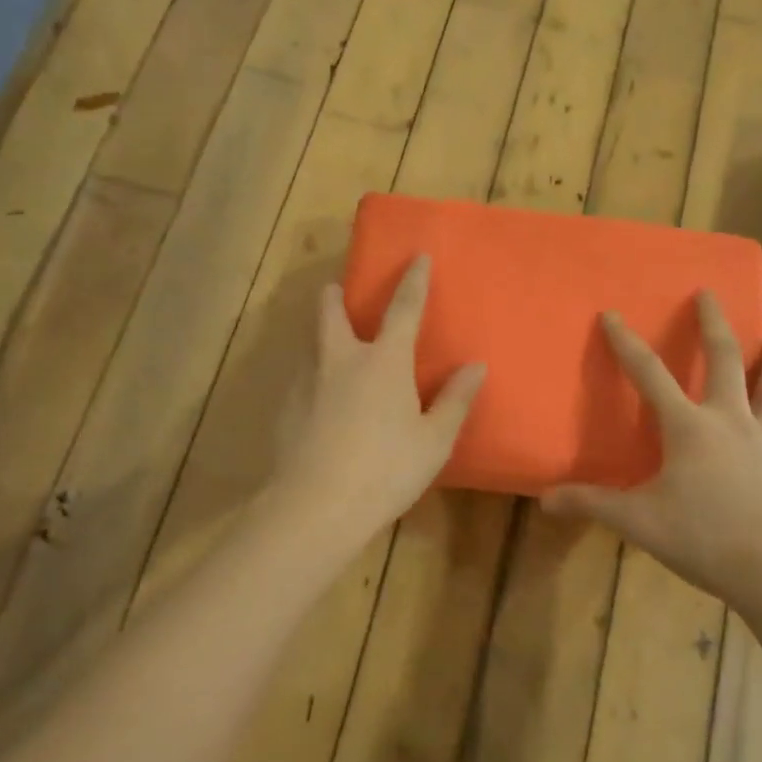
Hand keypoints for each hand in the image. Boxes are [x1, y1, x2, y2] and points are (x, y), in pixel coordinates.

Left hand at [270, 255, 484, 548]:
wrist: (316, 505)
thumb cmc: (387, 469)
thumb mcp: (434, 440)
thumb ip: (455, 400)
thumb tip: (475, 367)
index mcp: (385, 361)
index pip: (404, 308)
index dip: (413, 280)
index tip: (416, 256)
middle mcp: (341, 359)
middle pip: (330, 311)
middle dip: (334, 295)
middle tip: (337, 291)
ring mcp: (308, 382)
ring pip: (311, 344)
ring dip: (321, 337)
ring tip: (332, 353)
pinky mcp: (286, 408)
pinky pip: (301, 380)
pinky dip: (313, 379)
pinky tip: (320, 406)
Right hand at [543, 293, 761, 605]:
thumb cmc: (704, 539)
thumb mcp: (638, 521)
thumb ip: (591, 504)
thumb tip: (544, 499)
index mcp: (689, 428)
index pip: (649, 374)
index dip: (626, 343)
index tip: (613, 314)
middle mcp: (733, 422)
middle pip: (725, 361)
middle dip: (714, 325)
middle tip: (710, 295)